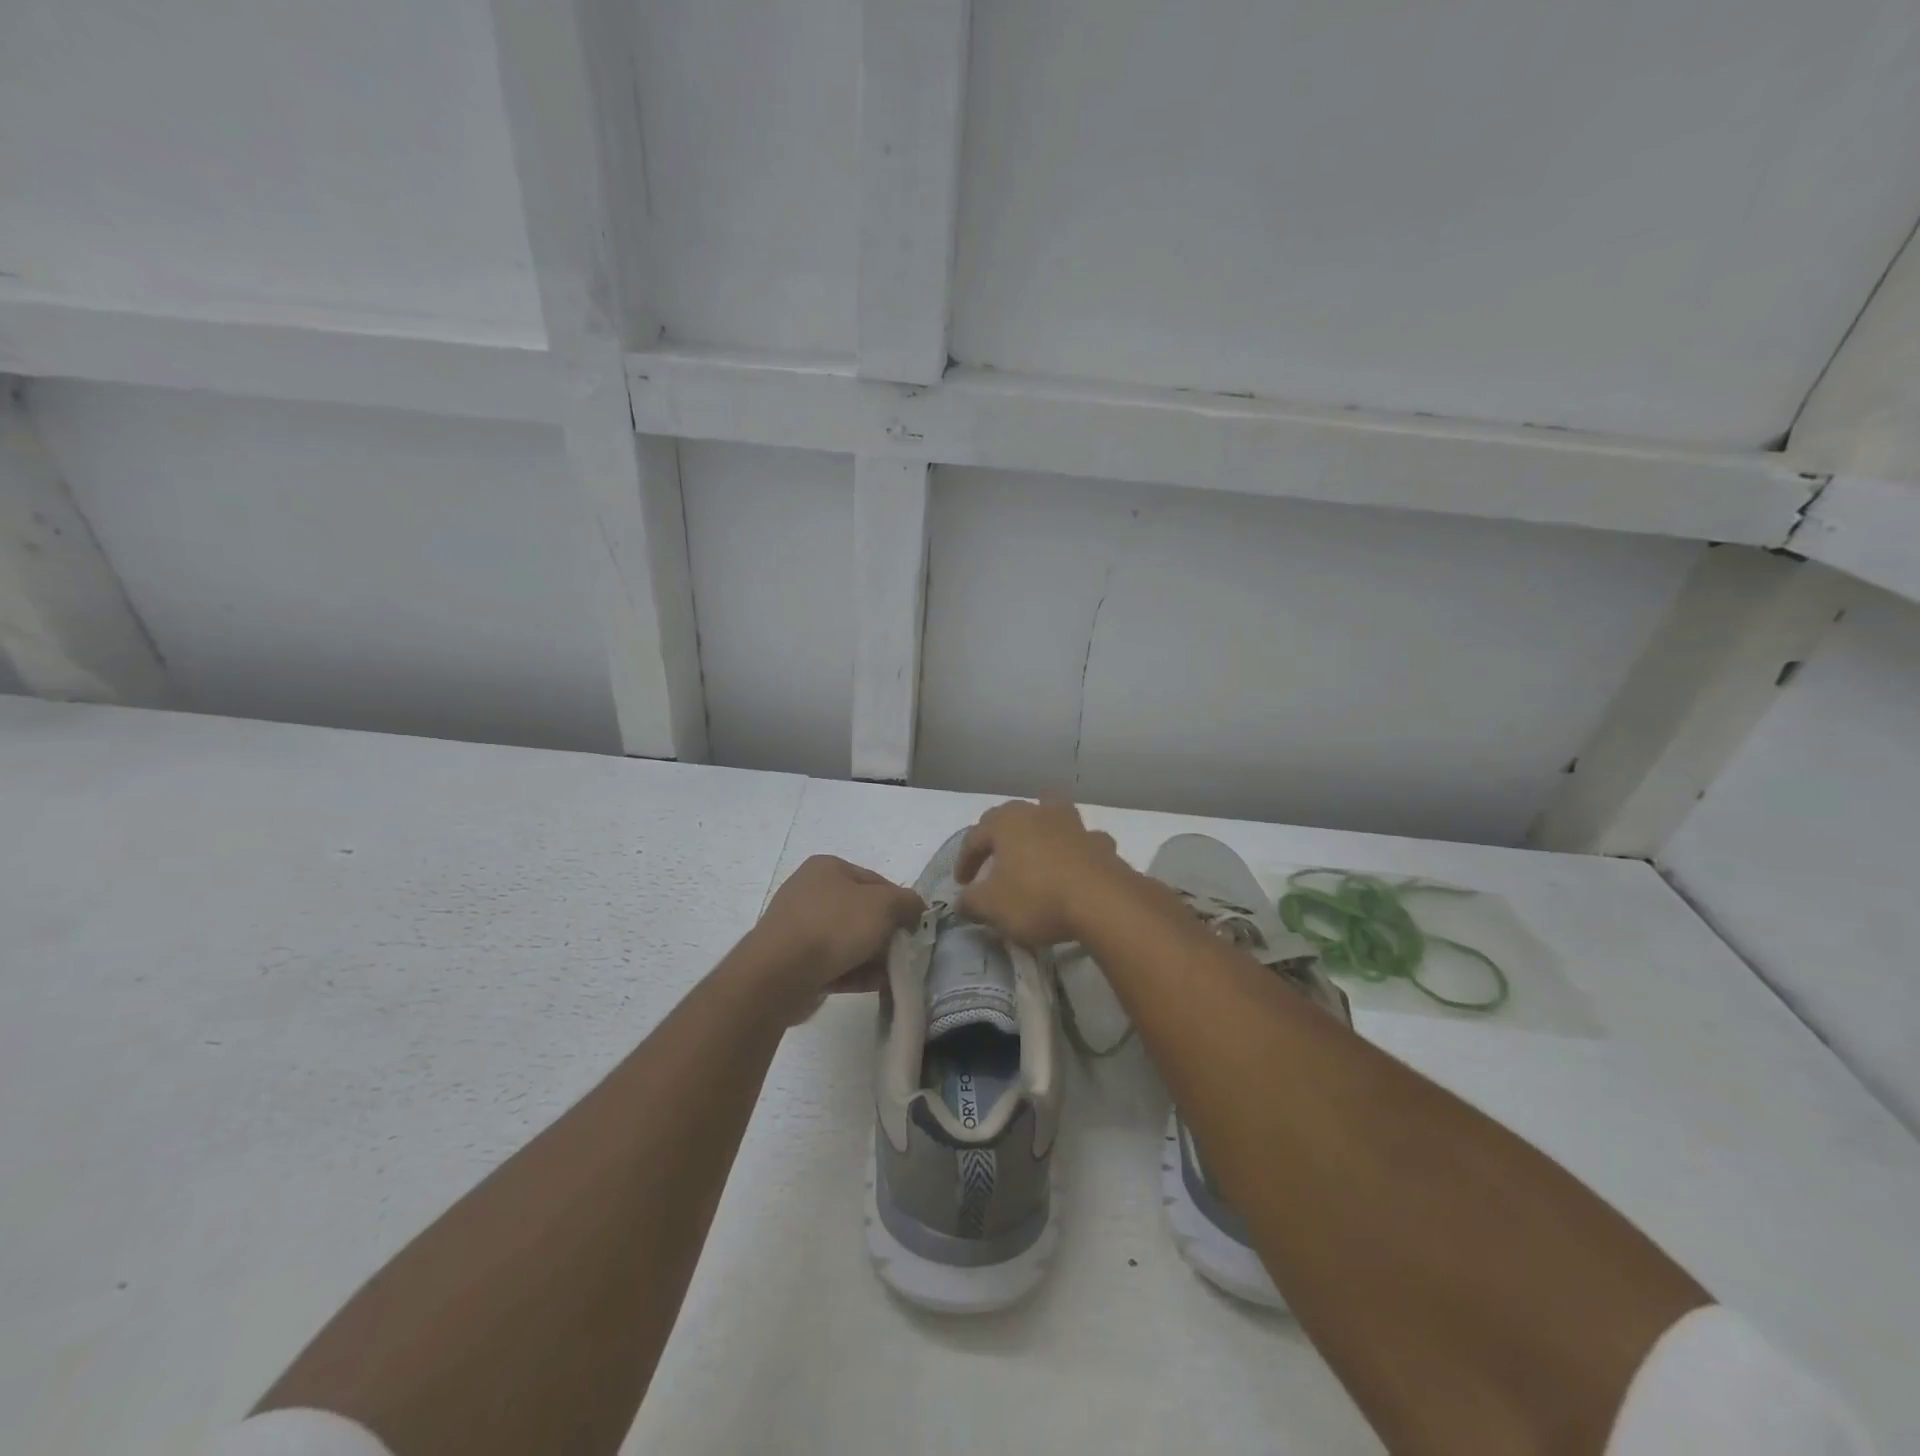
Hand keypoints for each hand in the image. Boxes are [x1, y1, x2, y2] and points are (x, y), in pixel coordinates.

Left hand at [746, 855, 924, 1017]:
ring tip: (891, 975)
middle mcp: (810, 891)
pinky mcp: (793, 960)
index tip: (912, 928)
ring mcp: (798, 927)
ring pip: (847, 940)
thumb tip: (914, 909)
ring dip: (871, 957)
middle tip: (903, 953)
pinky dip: (853, 972)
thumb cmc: (834, 926)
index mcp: (827, 868)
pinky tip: (873, 986)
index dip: (899, 903)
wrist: (779, 974)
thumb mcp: (884, 905)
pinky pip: (832, 962)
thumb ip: (908, 902)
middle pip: (861, 912)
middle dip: (884, 933)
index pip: (876, 881)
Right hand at [956, 801, 1128, 946]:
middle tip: (992, 863)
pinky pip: (1081, 842)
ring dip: (1040, 832)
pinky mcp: (1100, 843)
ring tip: (1034, 852)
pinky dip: (1074, 851)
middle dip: (998, 839)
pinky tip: (1073, 868)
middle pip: (1011, 818)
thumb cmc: (1037, 897)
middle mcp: (1039, 812)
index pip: (975, 836)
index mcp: (1007, 822)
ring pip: (1051, 817)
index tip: (961, 885)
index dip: (964, 861)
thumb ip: (971, 901)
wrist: (1103, 902)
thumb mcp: (992, 906)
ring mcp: (1074, 824)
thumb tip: (962, 900)